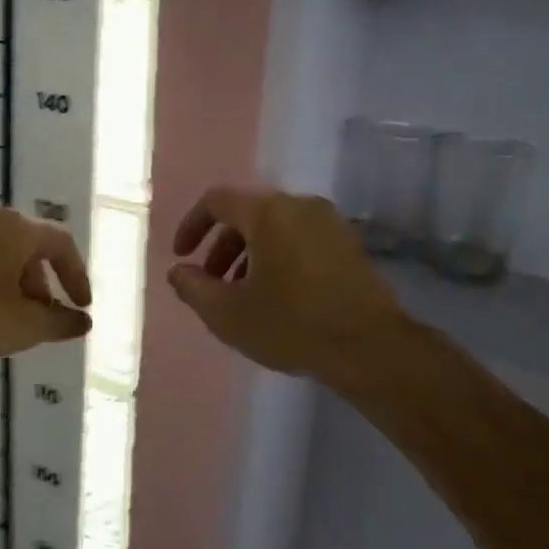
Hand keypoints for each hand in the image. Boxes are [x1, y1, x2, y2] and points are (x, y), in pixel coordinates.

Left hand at [0, 206, 91, 369]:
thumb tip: (83, 320)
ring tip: (5, 317)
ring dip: (10, 282)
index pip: (62, 244)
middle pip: (27, 246)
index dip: (77, 276)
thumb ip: (59, 323)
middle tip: (41, 316)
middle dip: (41, 283)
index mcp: (17, 228)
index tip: (81, 306)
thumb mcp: (21, 327)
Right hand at [168, 185, 405, 386]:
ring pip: (276, 228)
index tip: (181, 257)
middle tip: (212, 284)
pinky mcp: (349, 245)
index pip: (217, 201)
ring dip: (249, 255)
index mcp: (268, 212)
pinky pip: (301, 239)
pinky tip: (278, 296)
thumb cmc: (291, 324)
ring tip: (244, 296)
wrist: (369, 347)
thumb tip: (178, 271)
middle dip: (221, 246)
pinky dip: (278, 258)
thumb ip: (193, 288)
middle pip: (248, 214)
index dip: (191, 225)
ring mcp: (330, 223)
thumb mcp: (227, 313)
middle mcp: (300, 205)